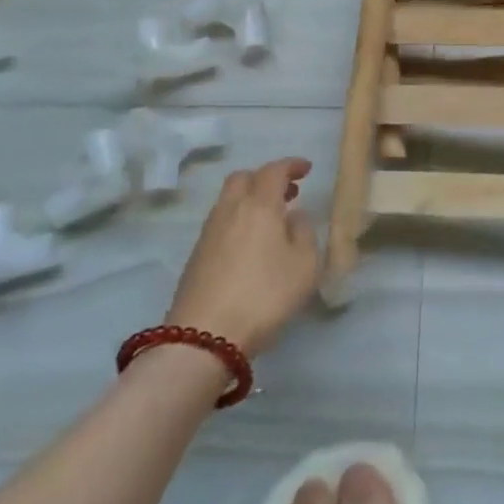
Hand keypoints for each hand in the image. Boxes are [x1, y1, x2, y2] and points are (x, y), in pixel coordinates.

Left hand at [166, 158, 317, 353]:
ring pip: (229, 200)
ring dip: (251, 199)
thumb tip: (294, 216)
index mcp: (259, 205)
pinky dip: (239, 220)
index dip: (291, 165)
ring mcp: (209, 233)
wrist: (203, 338)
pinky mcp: (196, 256)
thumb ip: (304, 233)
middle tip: (288, 192)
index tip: (307, 169)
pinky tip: (252, 243)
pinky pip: (221, 222)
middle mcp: (230, 210)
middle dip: (266, 178)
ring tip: (272, 219)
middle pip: (244, 178)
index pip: (274, 170)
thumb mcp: (304, 265)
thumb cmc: (264, 295)